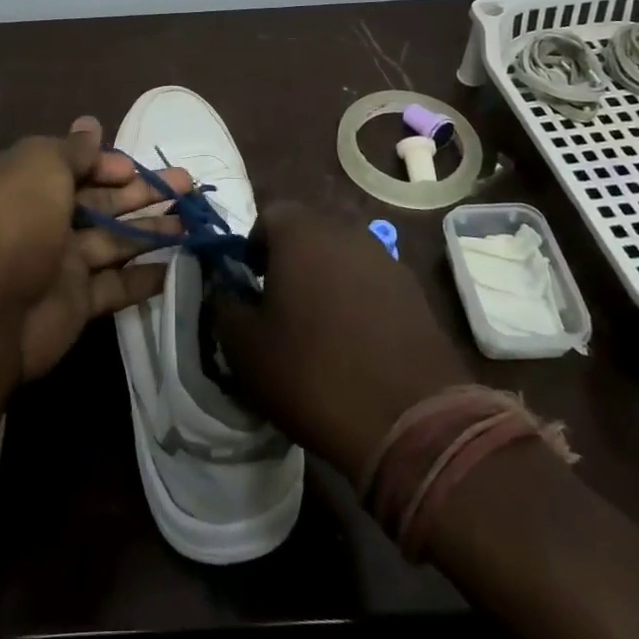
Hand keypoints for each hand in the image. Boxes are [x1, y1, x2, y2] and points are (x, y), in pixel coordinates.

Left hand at [0, 118, 189, 379]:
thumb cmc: (16, 220)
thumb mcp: (41, 165)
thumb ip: (73, 149)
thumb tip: (90, 123)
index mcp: (29, 181)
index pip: (76, 166)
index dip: (109, 165)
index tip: (137, 169)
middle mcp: (44, 218)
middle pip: (101, 201)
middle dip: (143, 192)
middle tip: (188, 186)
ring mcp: (60, 262)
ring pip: (115, 241)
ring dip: (153, 230)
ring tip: (192, 224)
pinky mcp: (75, 303)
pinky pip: (117, 285)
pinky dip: (146, 277)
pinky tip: (178, 267)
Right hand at [210, 203, 475, 485]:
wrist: (412, 423)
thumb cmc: (312, 374)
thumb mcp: (244, 347)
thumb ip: (224, 305)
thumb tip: (224, 289)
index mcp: (301, 232)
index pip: (267, 215)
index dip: (253, 247)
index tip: (251, 287)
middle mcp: (346, 231)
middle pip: (307, 232)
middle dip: (289, 261)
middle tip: (280, 307)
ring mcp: (386, 259)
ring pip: (341, 257)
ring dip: (326, 280)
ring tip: (319, 329)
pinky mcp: (414, 292)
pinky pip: (371, 283)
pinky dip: (358, 301)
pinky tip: (356, 344)